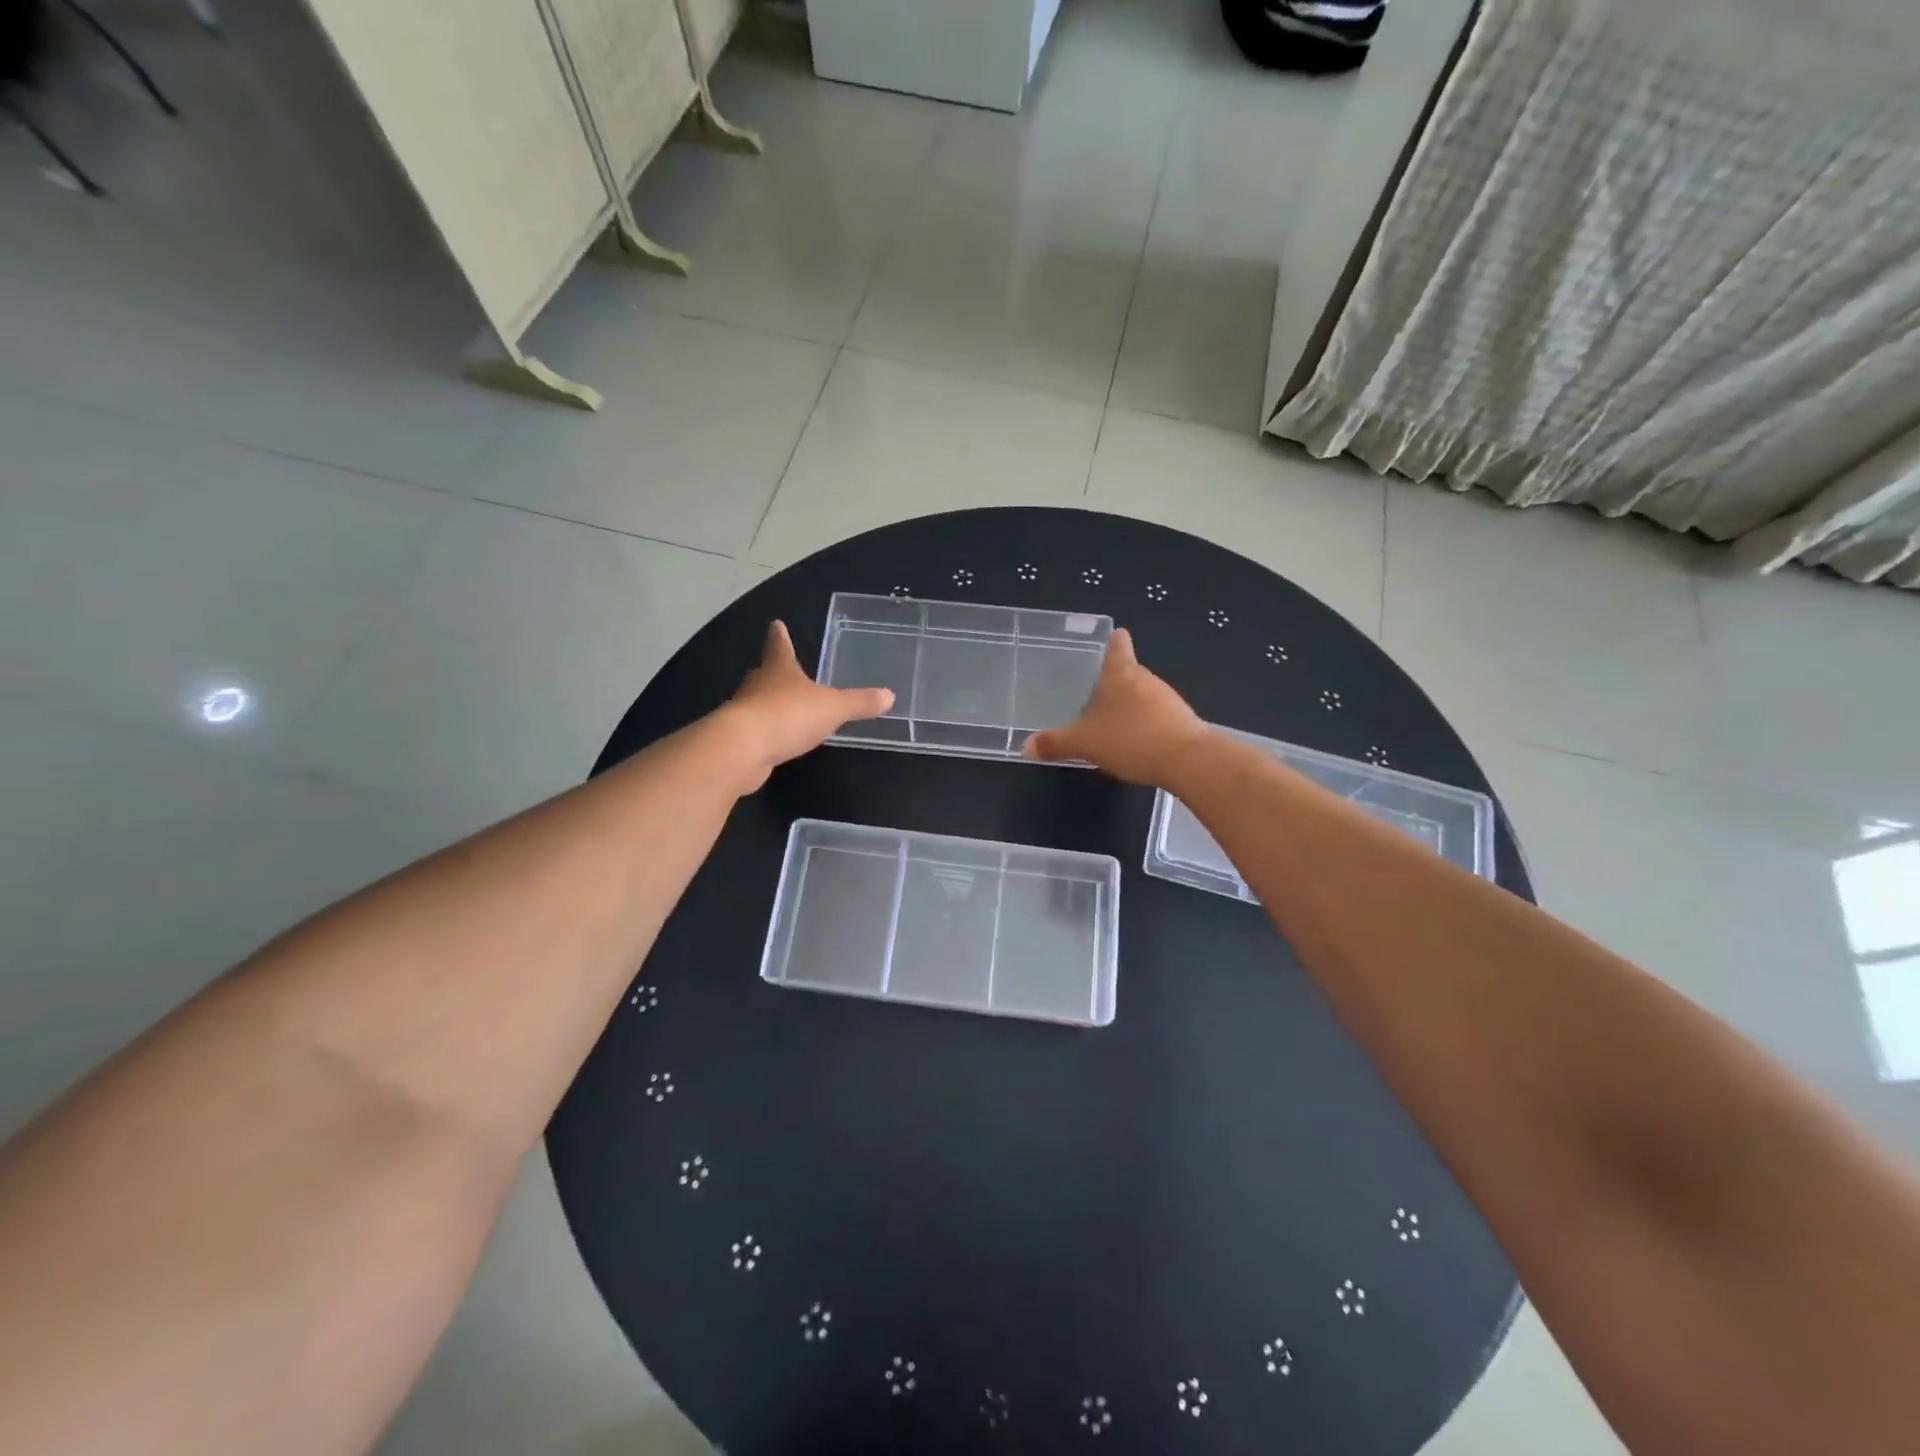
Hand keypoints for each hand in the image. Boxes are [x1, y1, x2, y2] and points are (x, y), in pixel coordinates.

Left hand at [717, 621, 894, 791]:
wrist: (743, 748)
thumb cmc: (788, 715)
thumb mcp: (833, 708)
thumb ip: (859, 703)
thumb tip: (889, 695)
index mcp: (779, 669)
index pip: (780, 646)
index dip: (780, 635)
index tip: (776, 624)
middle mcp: (757, 685)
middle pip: (765, 673)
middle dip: (774, 672)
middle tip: (781, 669)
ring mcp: (744, 711)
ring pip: (758, 702)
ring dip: (769, 704)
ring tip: (785, 709)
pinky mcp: (739, 739)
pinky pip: (757, 730)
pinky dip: (767, 732)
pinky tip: (776, 740)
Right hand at [1023, 628, 1208, 785]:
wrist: (1187, 760)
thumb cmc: (1130, 739)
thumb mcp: (1085, 743)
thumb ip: (1056, 743)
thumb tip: (1026, 747)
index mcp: (1120, 673)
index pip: (1117, 645)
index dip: (1113, 641)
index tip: (1111, 638)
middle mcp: (1145, 678)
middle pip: (1129, 671)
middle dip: (1114, 681)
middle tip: (1094, 694)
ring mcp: (1167, 698)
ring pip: (1143, 694)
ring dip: (1130, 705)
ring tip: (1111, 722)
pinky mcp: (1181, 720)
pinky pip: (1156, 715)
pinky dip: (1145, 724)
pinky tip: (1135, 743)